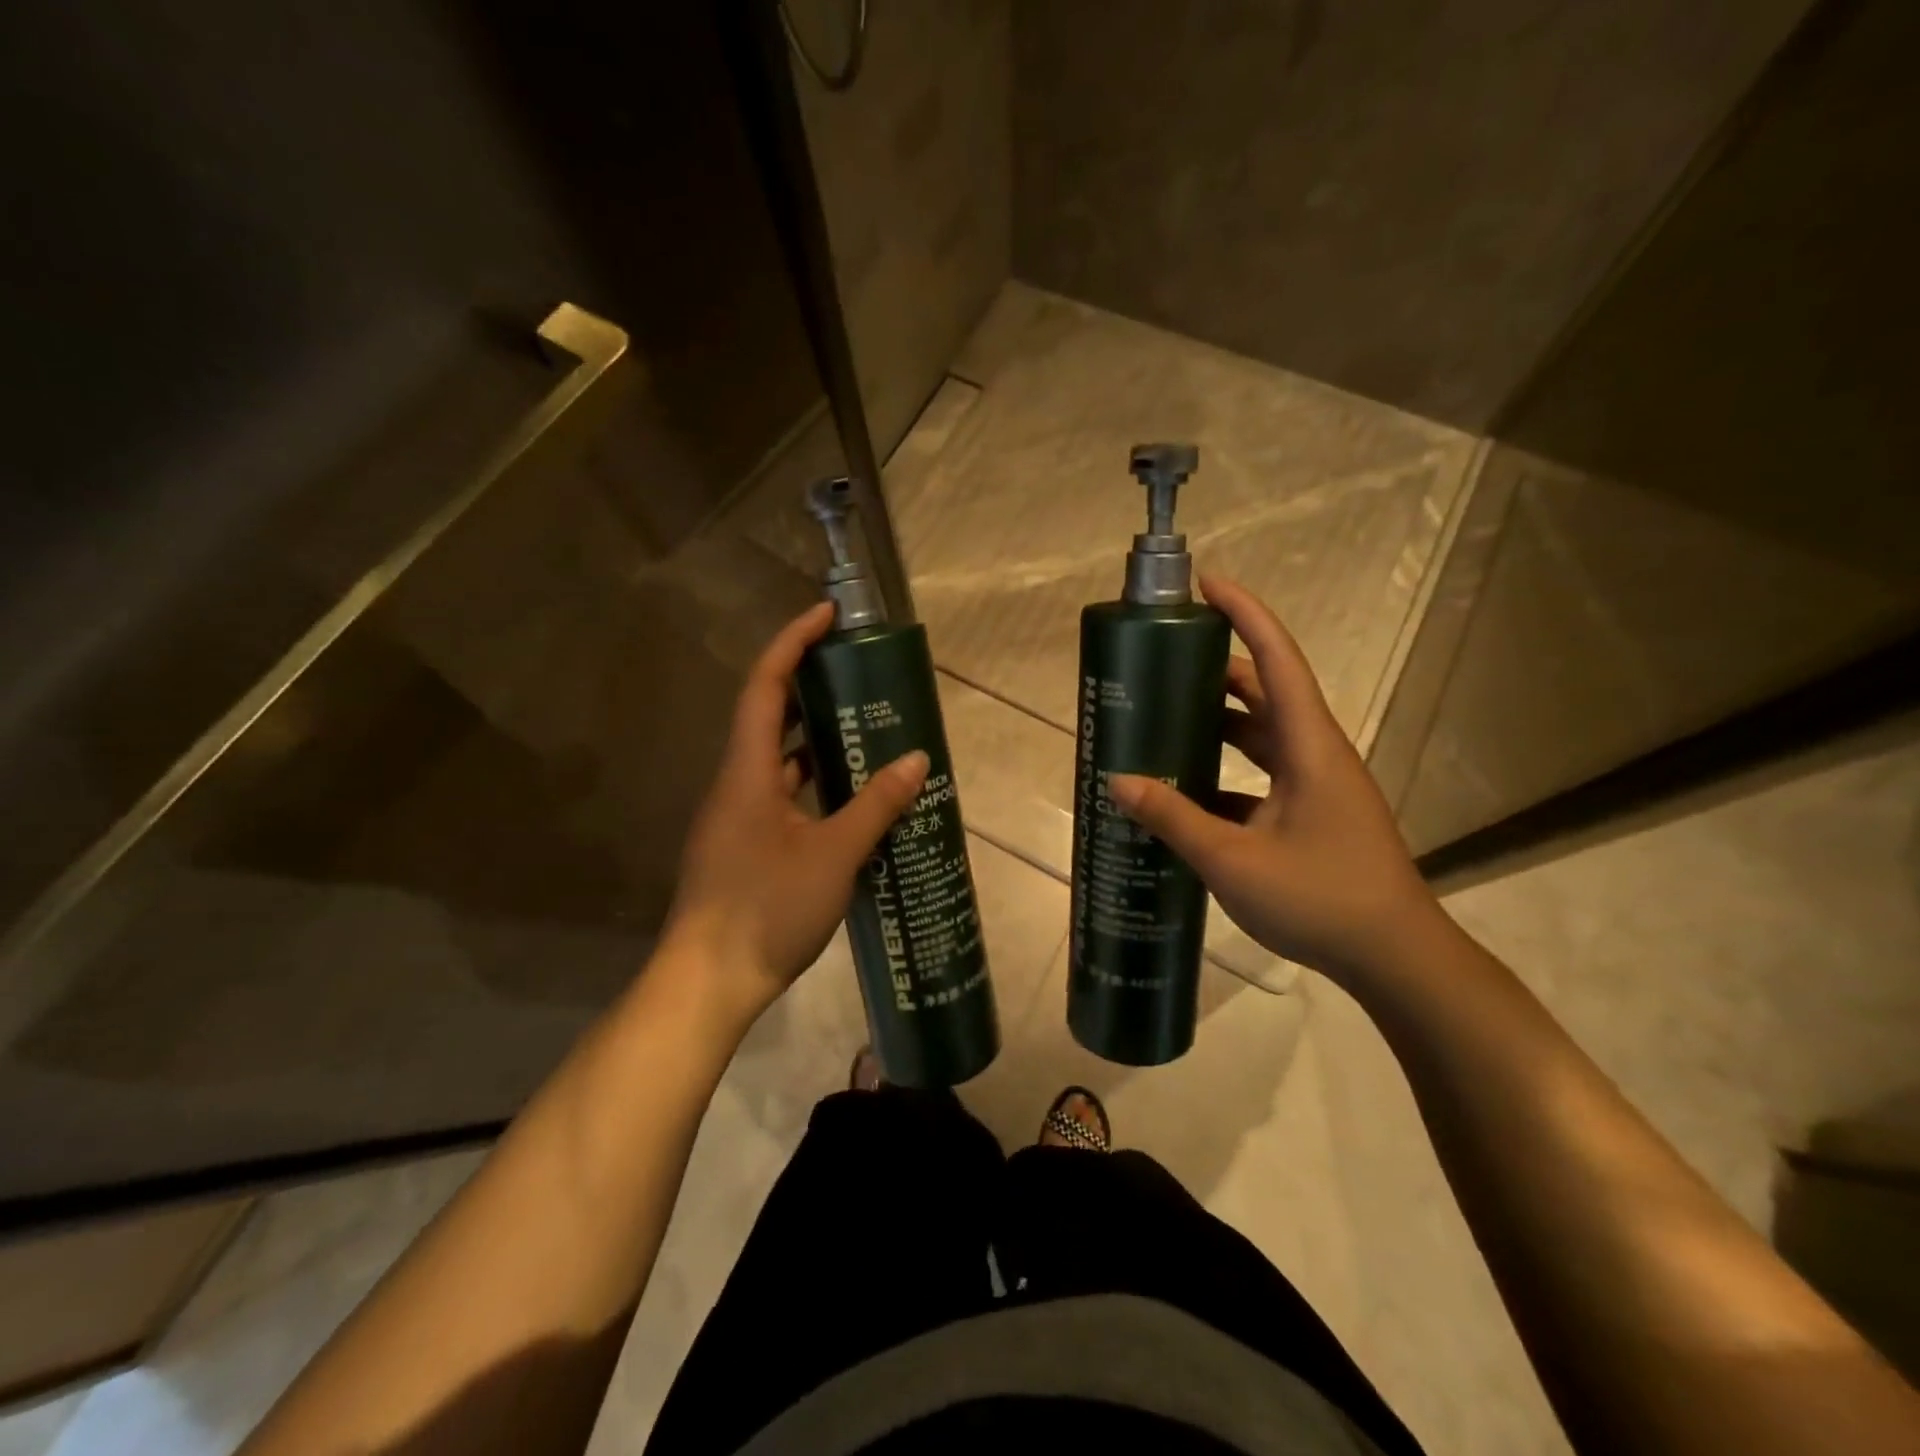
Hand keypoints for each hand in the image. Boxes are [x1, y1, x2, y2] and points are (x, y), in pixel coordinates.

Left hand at [662, 603, 928, 1026]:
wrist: (708, 982)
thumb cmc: (766, 909)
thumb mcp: (834, 855)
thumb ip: (876, 806)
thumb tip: (917, 760)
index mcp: (747, 772)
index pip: (764, 686)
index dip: (792, 642)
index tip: (826, 616)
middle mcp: (736, 783)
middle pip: (768, 715)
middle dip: (808, 686)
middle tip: (856, 673)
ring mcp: (737, 816)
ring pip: (776, 759)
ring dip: (814, 738)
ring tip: (864, 727)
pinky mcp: (743, 845)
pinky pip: (781, 795)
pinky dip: (812, 782)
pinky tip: (848, 796)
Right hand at [1107, 575, 1441, 986]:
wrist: (1395, 959)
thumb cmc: (1321, 899)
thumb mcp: (1233, 861)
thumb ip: (1173, 819)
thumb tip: (1117, 781)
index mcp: (1309, 746)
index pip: (1276, 660)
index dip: (1245, 615)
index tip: (1207, 584)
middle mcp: (1316, 754)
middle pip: (1266, 692)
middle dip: (1217, 669)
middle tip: (1165, 661)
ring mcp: (1317, 786)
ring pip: (1262, 736)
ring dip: (1219, 722)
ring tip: (1166, 718)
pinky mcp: (1312, 815)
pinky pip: (1262, 776)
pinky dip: (1226, 773)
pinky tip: (1187, 792)